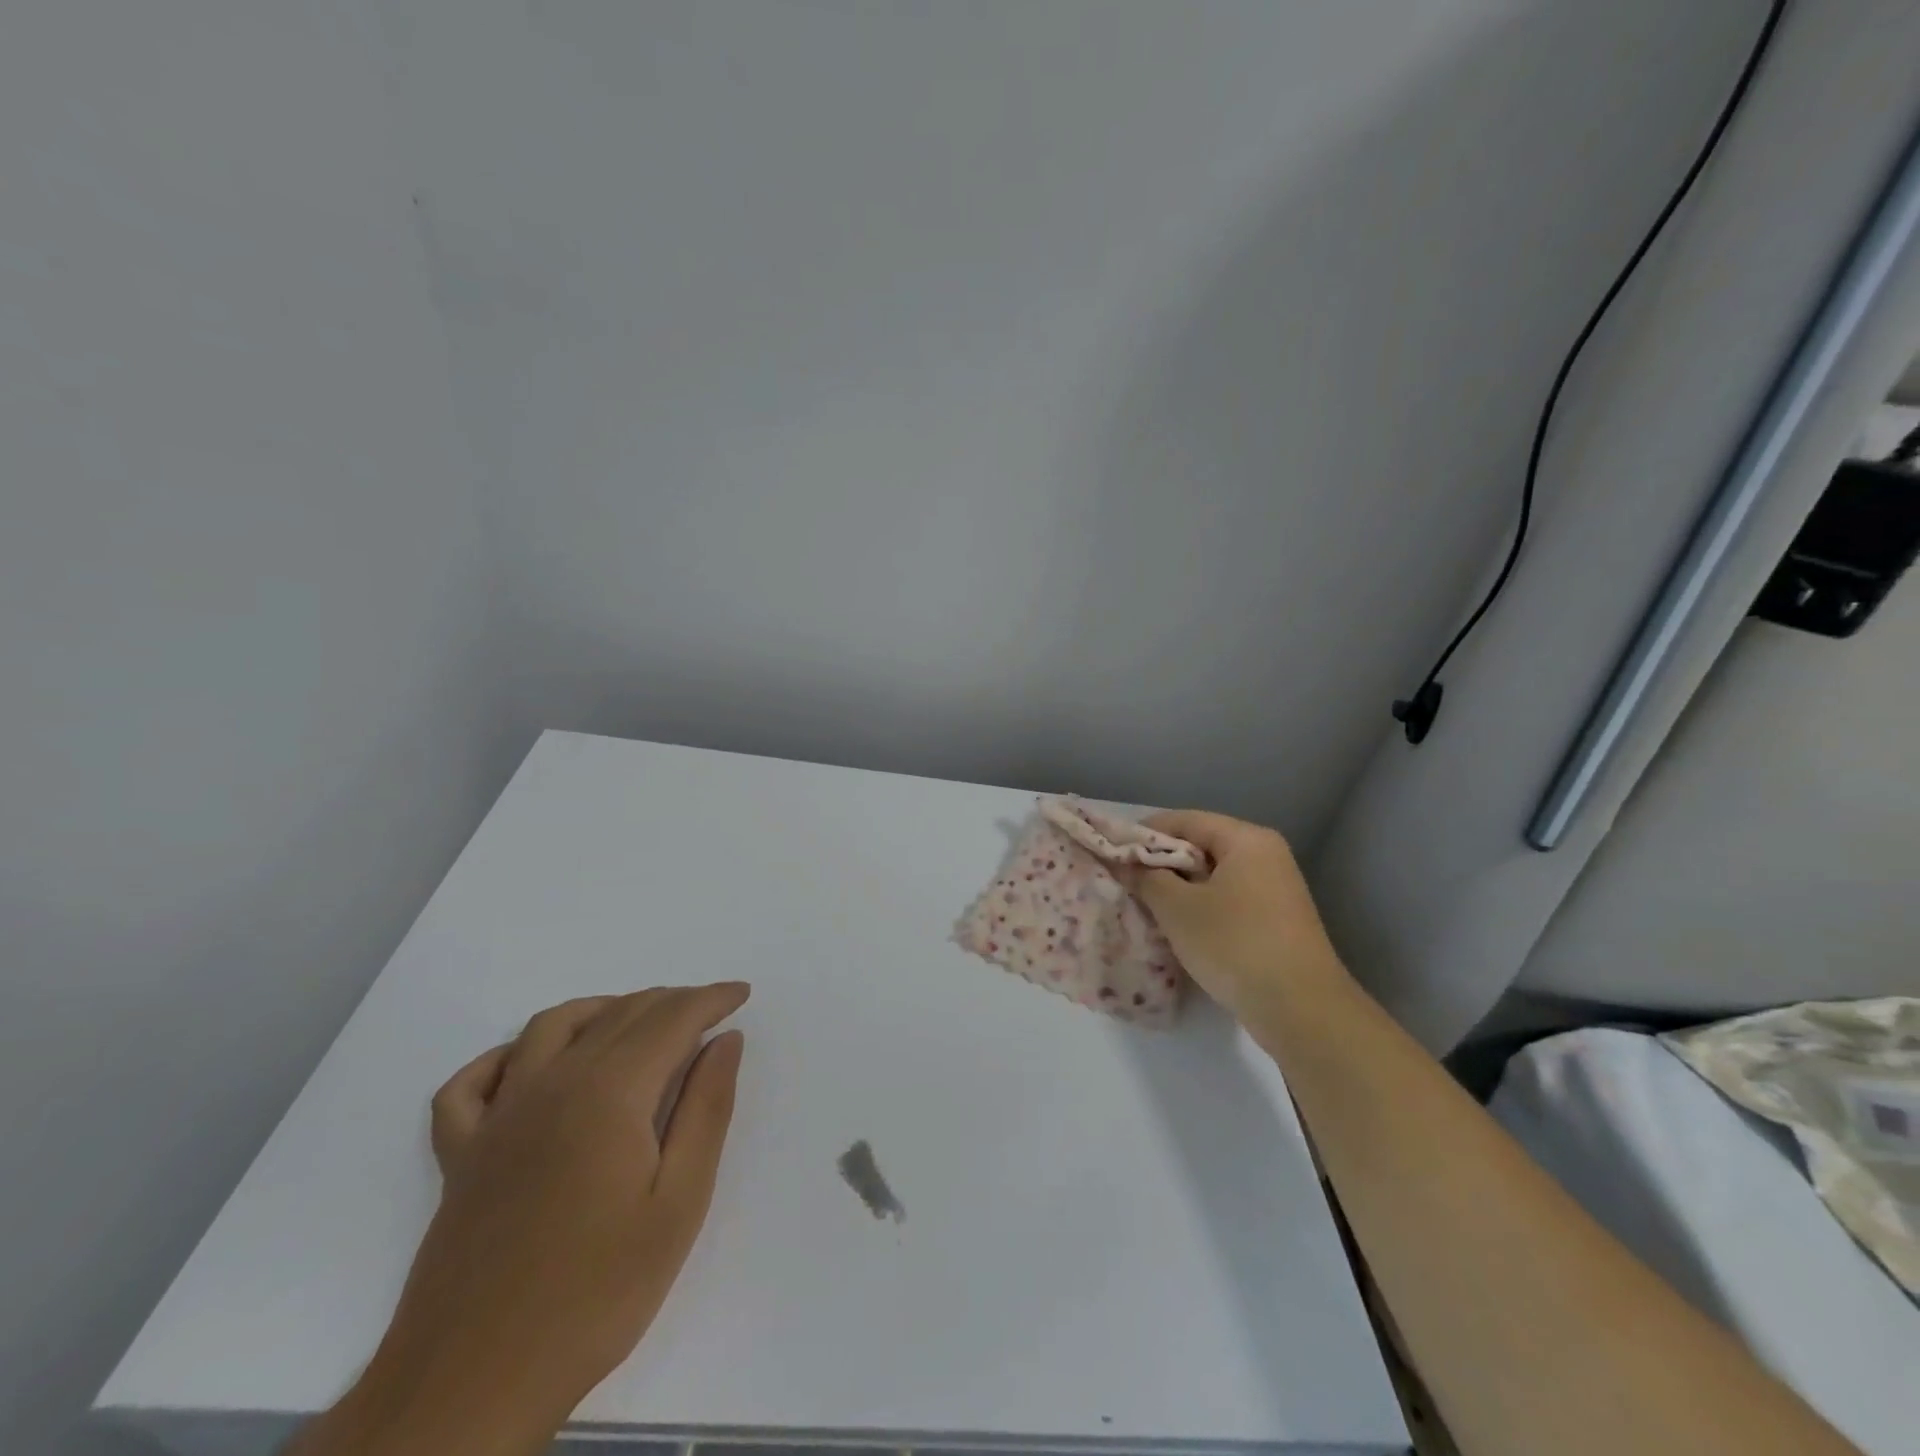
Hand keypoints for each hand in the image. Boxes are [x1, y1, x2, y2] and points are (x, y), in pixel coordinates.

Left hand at [328, 984, 749, 1455]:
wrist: (473, 1388)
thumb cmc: (596, 1294)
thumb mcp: (679, 1203)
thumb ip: (706, 1109)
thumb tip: (725, 1040)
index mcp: (609, 1092)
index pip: (671, 1019)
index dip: (711, 999)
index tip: (741, 993)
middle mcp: (551, 1084)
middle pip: (619, 1015)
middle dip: (671, 1001)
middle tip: (707, 1011)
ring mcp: (497, 1117)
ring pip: (551, 1026)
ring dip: (602, 1009)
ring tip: (637, 1021)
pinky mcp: (460, 1156)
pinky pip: (473, 1082)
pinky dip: (507, 1056)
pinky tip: (532, 1064)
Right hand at [1124, 811, 1348, 1020]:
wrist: (1301, 1010)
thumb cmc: (1234, 944)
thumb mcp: (1178, 909)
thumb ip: (1146, 878)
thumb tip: (1124, 863)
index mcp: (1246, 840)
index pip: (1185, 820)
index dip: (1144, 832)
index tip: (1113, 851)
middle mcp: (1265, 855)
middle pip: (1201, 846)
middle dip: (1160, 863)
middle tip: (1124, 880)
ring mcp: (1275, 889)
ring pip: (1213, 876)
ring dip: (1178, 888)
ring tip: (1144, 904)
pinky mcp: (1276, 920)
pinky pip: (1228, 899)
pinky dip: (1200, 907)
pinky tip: (1177, 927)